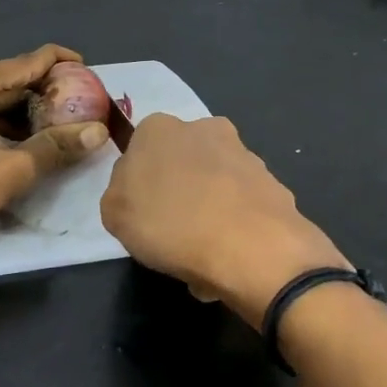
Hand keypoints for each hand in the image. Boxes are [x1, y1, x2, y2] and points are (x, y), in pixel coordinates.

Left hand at [0, 44, 108, 251]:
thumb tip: (99, 132)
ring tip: (54, 132)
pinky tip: (13, 147)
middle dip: (43, 96)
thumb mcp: (9, 169)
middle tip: (78, 111)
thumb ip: (56, 148)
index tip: (91, 72)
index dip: (63, 63)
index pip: (29, 61)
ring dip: (19, 116)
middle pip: (7, 81)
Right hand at [100, 114, 346, 329]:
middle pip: (181, 164)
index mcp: (159, 128)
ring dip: (208, 212)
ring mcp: (244, 155)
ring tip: (202, 255)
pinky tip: (229, 257)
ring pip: (214, 185)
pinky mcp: (273, 183)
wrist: (252, 248)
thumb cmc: (170, 224)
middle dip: (178, 193)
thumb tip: (138, 189)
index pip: (139, 151)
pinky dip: (234, 227)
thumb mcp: (114, 213)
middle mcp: (205, 128)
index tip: (140, 214)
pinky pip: (241, 207)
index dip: (138, 185)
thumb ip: (120, 192)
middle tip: (170, 234)